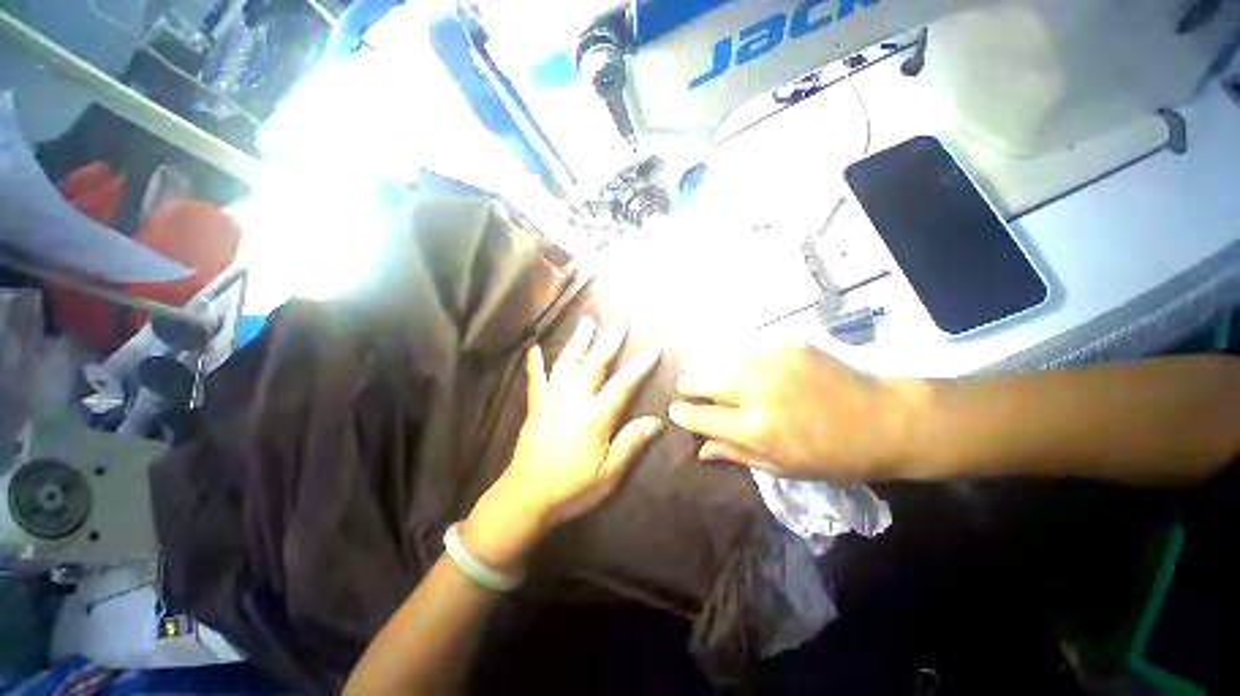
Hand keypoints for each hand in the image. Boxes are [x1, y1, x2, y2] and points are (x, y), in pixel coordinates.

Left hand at [465, 317, 661, 570]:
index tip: (652, 350)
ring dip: (578, 341)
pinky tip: (533, 347)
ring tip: (587, 321)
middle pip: (594, 364)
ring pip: (566, 363)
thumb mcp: (608, 473)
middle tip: (621, 322)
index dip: (638, 367)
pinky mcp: (536, 406)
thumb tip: (656, 421)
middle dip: (609, 341)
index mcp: (593, 417)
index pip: (622, 385)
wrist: (525, 497)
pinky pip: (535, 379)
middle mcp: (572, 401)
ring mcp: (551, 400)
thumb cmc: (571, 488)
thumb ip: (630, 443)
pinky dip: (535, 362)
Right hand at [669, 344, 922, 482]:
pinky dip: (733, 357)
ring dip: (707, 367)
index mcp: (755, 430)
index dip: (683, 413)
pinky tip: (731, 360)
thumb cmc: (833, 456)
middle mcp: (757, 392)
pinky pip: (747, 349)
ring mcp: (772, 363)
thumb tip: (699, 449)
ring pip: (721, 360)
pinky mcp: (787, 346)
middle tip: (683, 386)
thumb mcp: (782, 468)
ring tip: (700, 371)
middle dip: (689, 385)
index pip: (701, 417)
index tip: (674, 410)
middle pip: (705, 382)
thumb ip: (736, 454)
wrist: (885, 420)